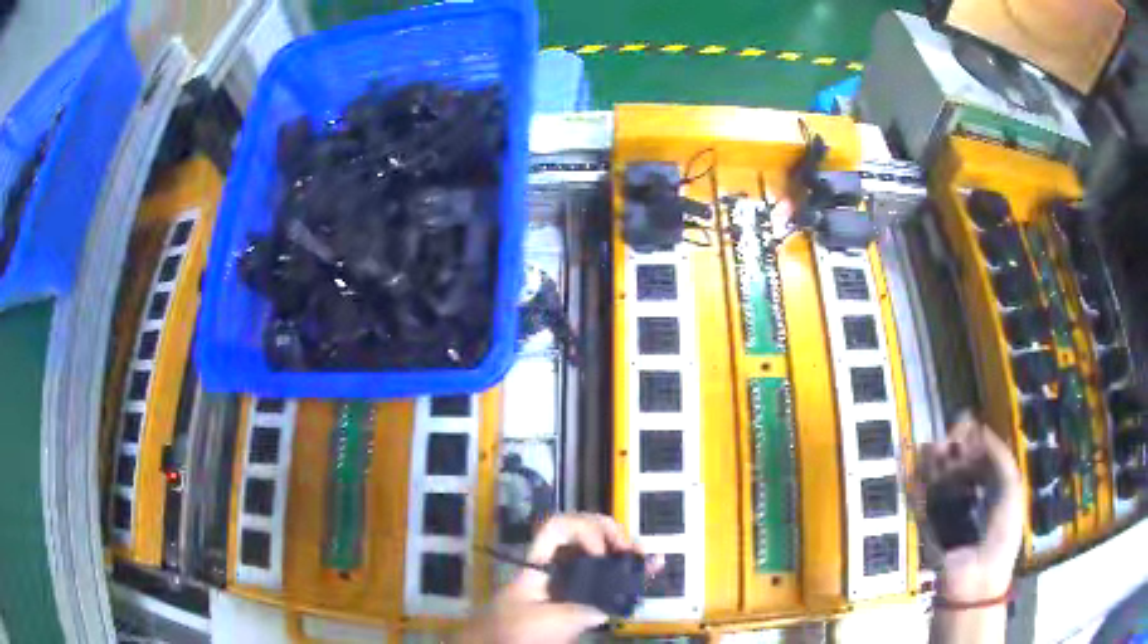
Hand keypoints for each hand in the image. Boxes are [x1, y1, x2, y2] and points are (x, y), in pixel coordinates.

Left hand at [460, 513, 658, 643]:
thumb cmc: (511, 632)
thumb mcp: (547, 622)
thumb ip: (581, 610)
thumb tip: (611, 604)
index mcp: (540, 562)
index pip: (560, 527)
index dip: (585, 530)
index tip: (600, 555)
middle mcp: (555, 565)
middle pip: (584, 532)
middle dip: (612, 534)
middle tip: (631, 551)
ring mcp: (567, 581)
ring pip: (598, 553)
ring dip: (625, 550)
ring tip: (648, 558)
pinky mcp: (577, 600)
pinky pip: (605, 579)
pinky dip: (628, 571)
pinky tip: (651, 568)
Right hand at [919, 416, 1023, 602]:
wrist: (976, 578)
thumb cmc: (1001, 534)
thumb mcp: (1011, 488)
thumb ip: (999, 456)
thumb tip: (978, 429)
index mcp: (990, 486)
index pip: (978, 453)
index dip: (972, 437)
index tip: (967, 430)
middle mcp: (967, 493)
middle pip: (956, 460)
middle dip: (952, 446)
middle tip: (951, 442)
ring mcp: (945, 508)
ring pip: (935, 474)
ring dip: (934, 459)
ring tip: (936, 451)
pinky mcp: (926, 523)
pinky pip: (920, 496)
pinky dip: (918, 479)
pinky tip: (921, 465)